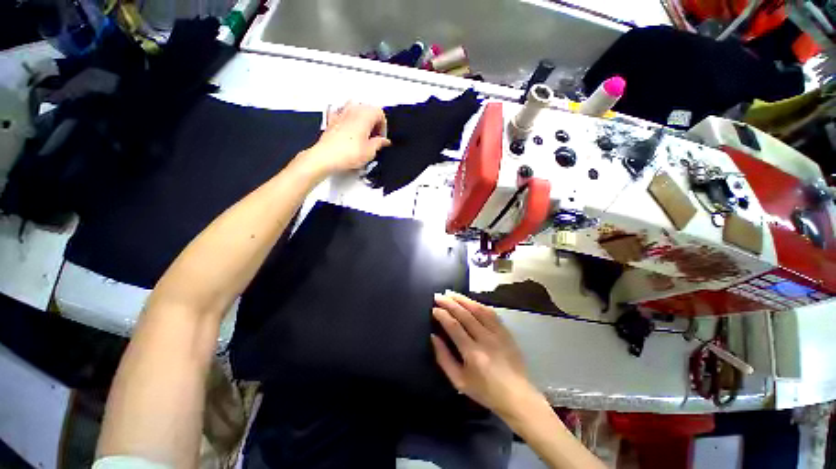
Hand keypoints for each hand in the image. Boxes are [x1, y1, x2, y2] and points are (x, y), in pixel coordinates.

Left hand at [301, 103, 390, 174]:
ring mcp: (341, 114)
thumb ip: (379, 143)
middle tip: (375, 137)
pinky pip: (343, 115)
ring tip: (363, 134)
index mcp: (365, 115)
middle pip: (368, 109)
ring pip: (356, 110)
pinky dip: (348, 121)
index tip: (382, 137)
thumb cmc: (346, 153)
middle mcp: (353, 110)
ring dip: (362, 120)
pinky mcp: (332, 120)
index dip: (383, 127)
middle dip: (373, 122)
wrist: (326, 157)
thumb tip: (383, 141)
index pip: (380, 113)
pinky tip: (350, 133)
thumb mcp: (370, 152)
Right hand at [431, 291, 542, 418]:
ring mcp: (498, 333)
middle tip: (438, 296)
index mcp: (473, 353)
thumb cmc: (485, 391)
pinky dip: (478, 304)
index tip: (433, 309)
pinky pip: (490, 313)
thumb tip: (433, 336)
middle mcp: (486, 339)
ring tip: (451, 293)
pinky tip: (469, 301)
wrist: (517, 396)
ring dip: (463, 299)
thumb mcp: (459, 381)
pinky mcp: (506, 331)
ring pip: (478, 309)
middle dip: (449, 302)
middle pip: (465, 314)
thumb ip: (443, 358)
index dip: (442, 315)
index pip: (454, 326)